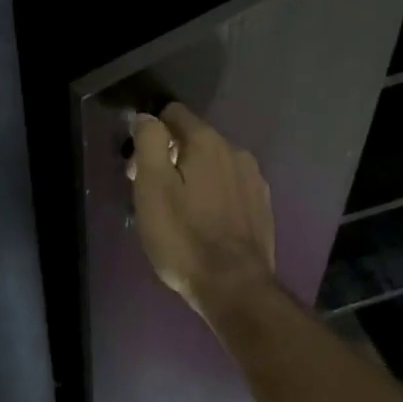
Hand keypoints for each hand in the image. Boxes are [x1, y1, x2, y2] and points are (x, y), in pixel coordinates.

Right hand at [129, 102, 277, 320]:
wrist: (236, 289)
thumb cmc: (184, 237)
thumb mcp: (152, 186)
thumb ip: (149, 141)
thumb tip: (148, 118)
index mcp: (208, 141)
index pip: (173, 113)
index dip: (151, 133)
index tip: (139, 166)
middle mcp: (236, 150)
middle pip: (194, 139)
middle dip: (171, 157)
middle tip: (154, 195)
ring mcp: (254, 179)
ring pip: (214, 164)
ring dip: (194, 177)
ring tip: (180, 213)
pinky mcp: (263, 206)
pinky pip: (230, 187)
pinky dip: (215, 196)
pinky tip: (206, 224)